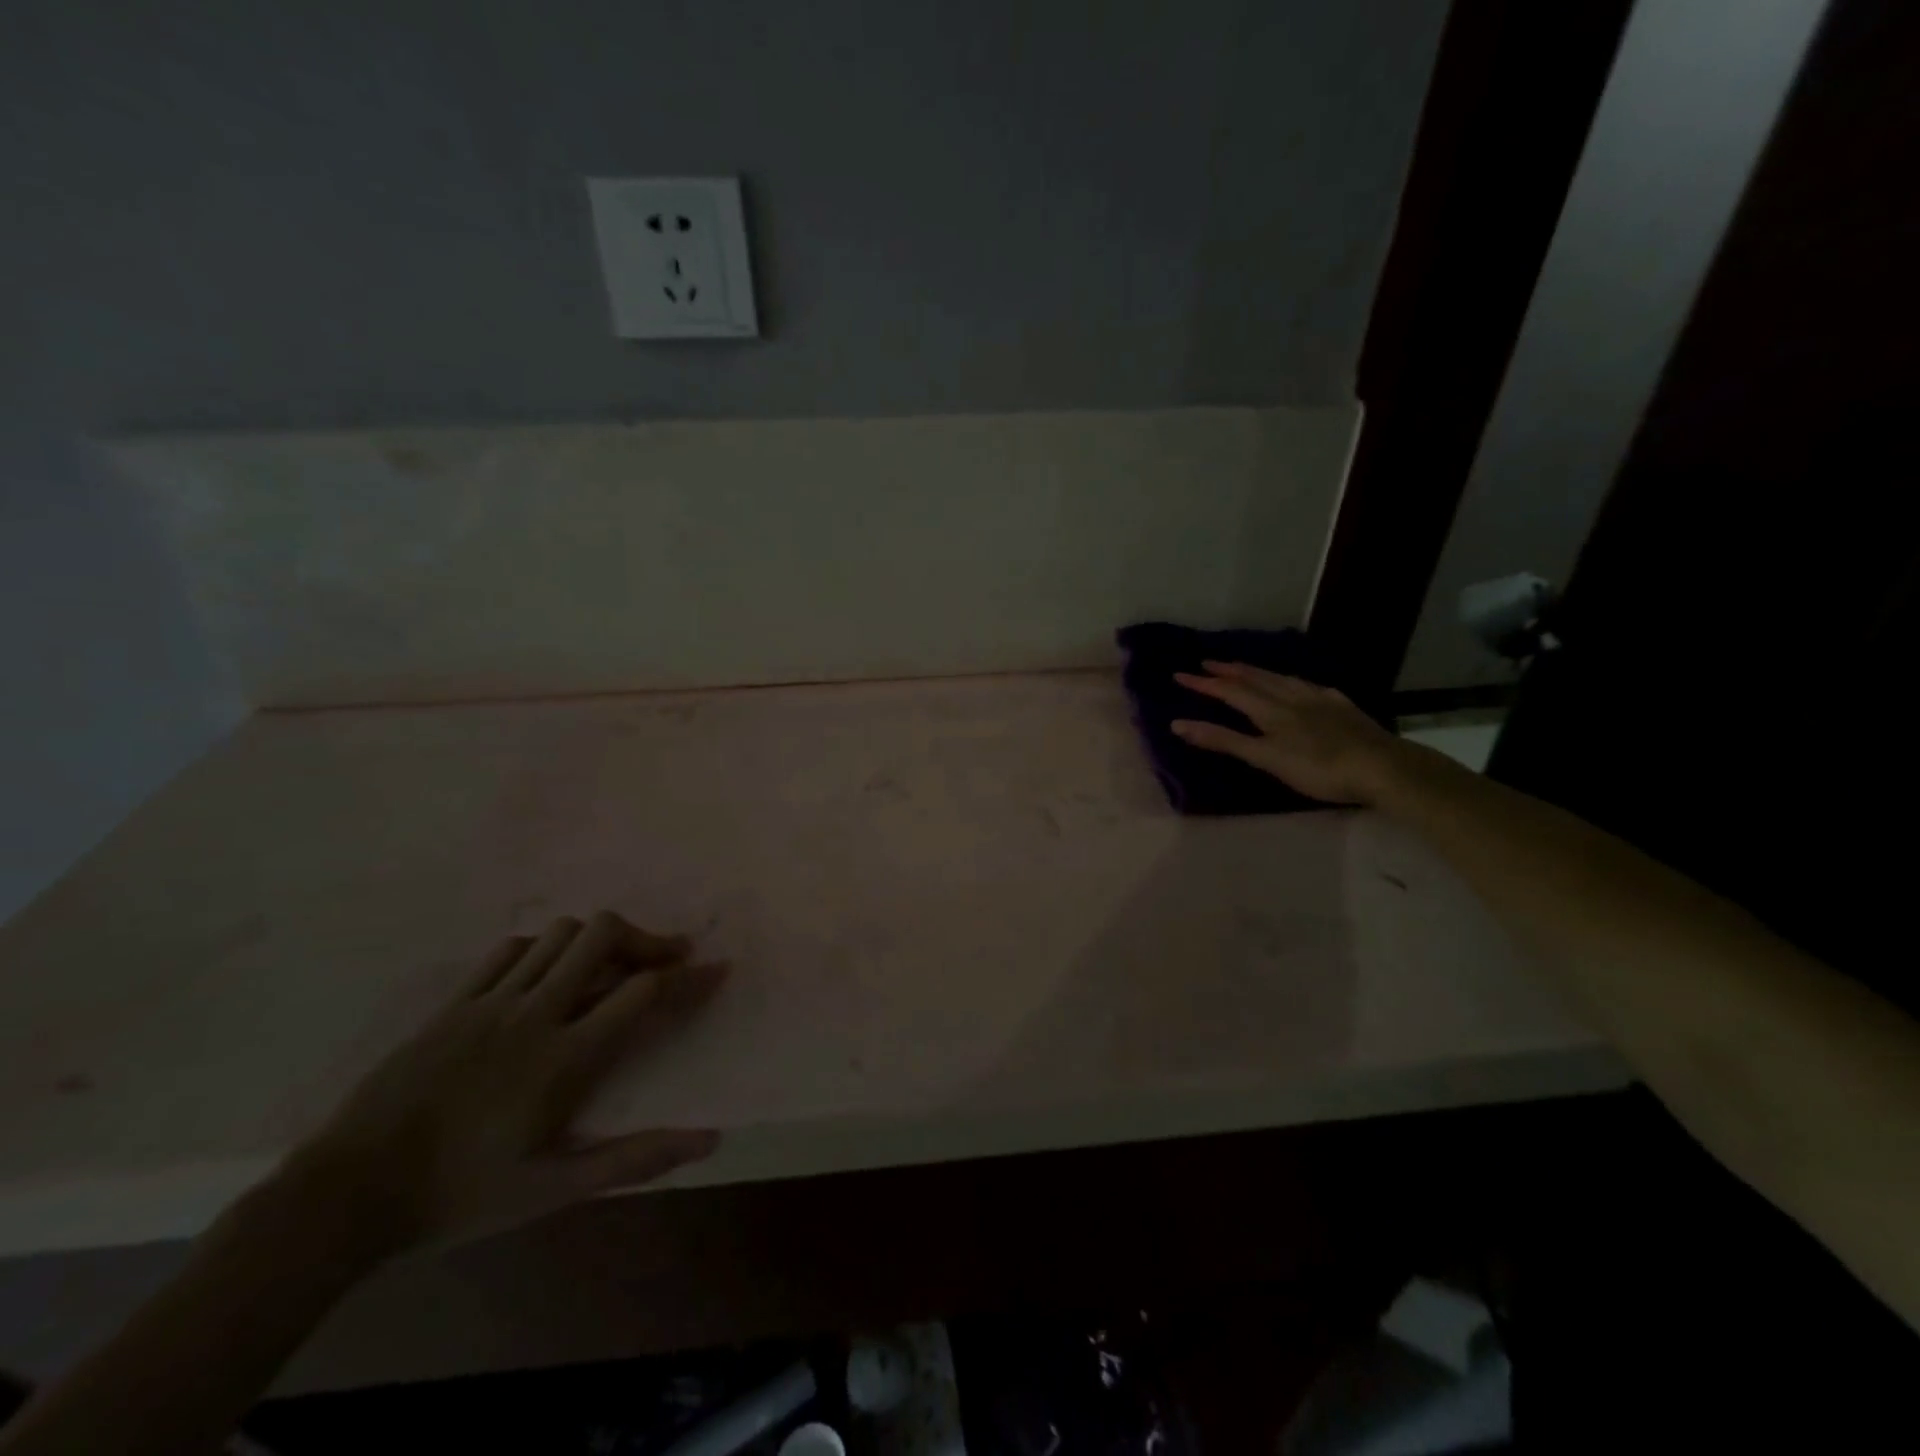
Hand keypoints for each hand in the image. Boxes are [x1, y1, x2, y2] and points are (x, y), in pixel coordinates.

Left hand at [290, 912, 727, 1253]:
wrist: (345, 1196)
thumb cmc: (460, 1195)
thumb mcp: (553, 1190)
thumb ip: (634, 1160)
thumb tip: (709, 1140)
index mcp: (565, 1058)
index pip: (642, 991)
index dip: (688, 976)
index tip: (715, 970)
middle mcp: (535, 1014)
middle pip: (602, 936)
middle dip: (645, 938)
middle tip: (665, 956)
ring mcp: (490, 1001)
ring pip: (559, 934)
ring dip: (596, 941)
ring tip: (609, 965)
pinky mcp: (454, 1002)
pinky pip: (509, 948)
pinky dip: (542, 949)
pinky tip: (546, 974)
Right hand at [1171, 661, 1408, 805]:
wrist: (1381, 767)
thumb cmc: (1318, 769)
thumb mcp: (1265, 758)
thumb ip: (1223, 740)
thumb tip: (1178, 724)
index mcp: (1270, 710)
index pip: (1230, 691)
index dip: (1204, 683)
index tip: (1179, 674)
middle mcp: (1292, 697)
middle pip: (1255, 678)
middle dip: (1228, 670)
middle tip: (1207, 661)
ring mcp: (1320, 699)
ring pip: (1282, 678)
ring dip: (1258, 671)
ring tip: (1244, 666)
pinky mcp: (1342, 707)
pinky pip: (1310, 686)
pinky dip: (1294, 682)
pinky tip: (1300, 685)